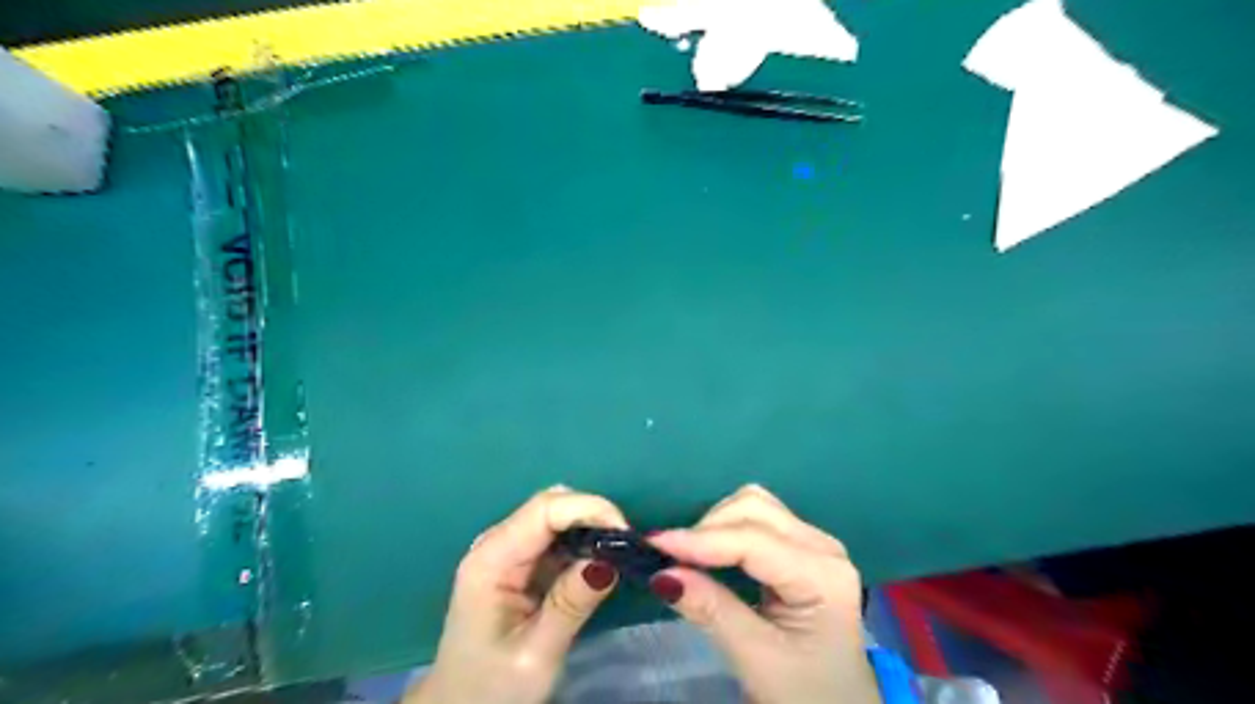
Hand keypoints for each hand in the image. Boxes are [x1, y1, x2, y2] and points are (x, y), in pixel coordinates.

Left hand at [408, 485, 627, 702]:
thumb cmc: (491, 689)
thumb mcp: (537, 654)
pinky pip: (555, 537)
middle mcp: (495, 544)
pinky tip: (597, 563)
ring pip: (555, 517)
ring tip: (618, 554)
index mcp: (490, 561)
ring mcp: (505, 551)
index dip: (589, 508)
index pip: (544, 509)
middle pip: (550, 506)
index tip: (626, 534)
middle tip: (628, 546)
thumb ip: (571, 603)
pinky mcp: (518, 563)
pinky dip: (582, 541)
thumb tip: (610, 560)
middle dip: (593, 516)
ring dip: (590, 527)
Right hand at [648, 486, 880, 703]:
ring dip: (715, 524)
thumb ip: (711, 609)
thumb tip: (662, 574)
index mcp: (823, 575)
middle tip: (671, 559)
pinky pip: (756, 519)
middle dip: (707, 528)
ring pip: (753, 505)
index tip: (654, 545)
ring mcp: (813, 541)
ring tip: (689, 557)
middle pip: (754, 508)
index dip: (701, 539)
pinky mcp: (799, 545)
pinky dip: (725, 528)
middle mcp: (822, 546)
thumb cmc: (804, 692)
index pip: (753, 539)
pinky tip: (710, 553)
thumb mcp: (756, 658)